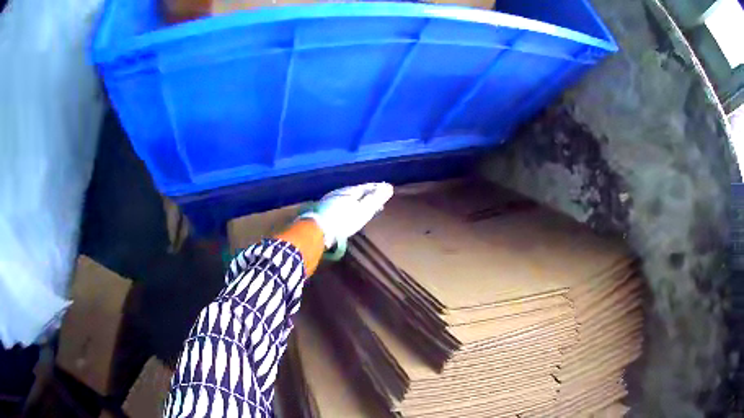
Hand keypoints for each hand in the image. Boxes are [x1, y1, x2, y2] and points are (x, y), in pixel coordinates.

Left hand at [300, 183, 393, 248]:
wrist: (317, 230)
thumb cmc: (343, 220)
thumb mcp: (363, 210)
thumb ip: (376, 199)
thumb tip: (389, 187)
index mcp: (350, 190)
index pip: (367, 186)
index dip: (378, 188)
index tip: (387, 189)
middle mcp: (340, 192)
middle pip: (357, 191)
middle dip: (368, 194)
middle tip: (378, 198)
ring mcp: (329, 200)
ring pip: (348, 197)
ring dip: (358, 200)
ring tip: (365, 206)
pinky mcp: (323, 209)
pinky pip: (340, 204)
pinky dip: (349, 206)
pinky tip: (348, 212)